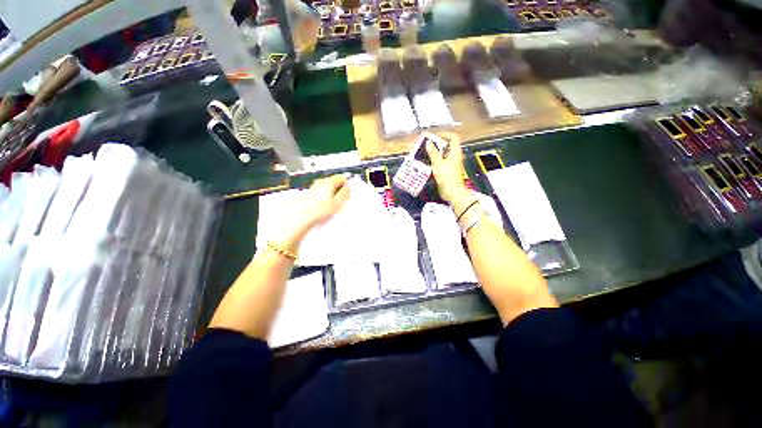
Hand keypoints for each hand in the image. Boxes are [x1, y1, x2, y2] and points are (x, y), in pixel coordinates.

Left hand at [294, 174, 351, 229]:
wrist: (301, 215)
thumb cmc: (321, 209)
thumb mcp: (337, 202)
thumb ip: (344, 193)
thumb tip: (348, 186)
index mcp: (329, 182)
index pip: (342, 177)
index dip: (346, 185)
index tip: (347, 195)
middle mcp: (321, 181)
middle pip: (335, 181)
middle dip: (340, 189)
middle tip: (341, 201)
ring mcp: (315, 185)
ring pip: (328, 186)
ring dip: (333, 192)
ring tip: (333, 204)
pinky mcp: (311, 191)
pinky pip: (322, 190)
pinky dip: (326, 195)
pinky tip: (324, 204)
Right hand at [426, 133, 468, 203]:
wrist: (452, 191)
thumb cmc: (446, 176)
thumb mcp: (437, 163)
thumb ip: (433, 152)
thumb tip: (428, 142)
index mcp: (455, 151)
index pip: (453, 137)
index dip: (444, 134)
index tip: (434, 136)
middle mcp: (455, 156)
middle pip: (447, 145)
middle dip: (437, 144)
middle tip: (427, 144)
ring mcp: (452, 163)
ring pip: (444, 154)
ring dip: (435, 152)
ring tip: (425, 152)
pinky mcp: (449, 170)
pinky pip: (442, 161)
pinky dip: (436, 160)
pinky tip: (428, 162)